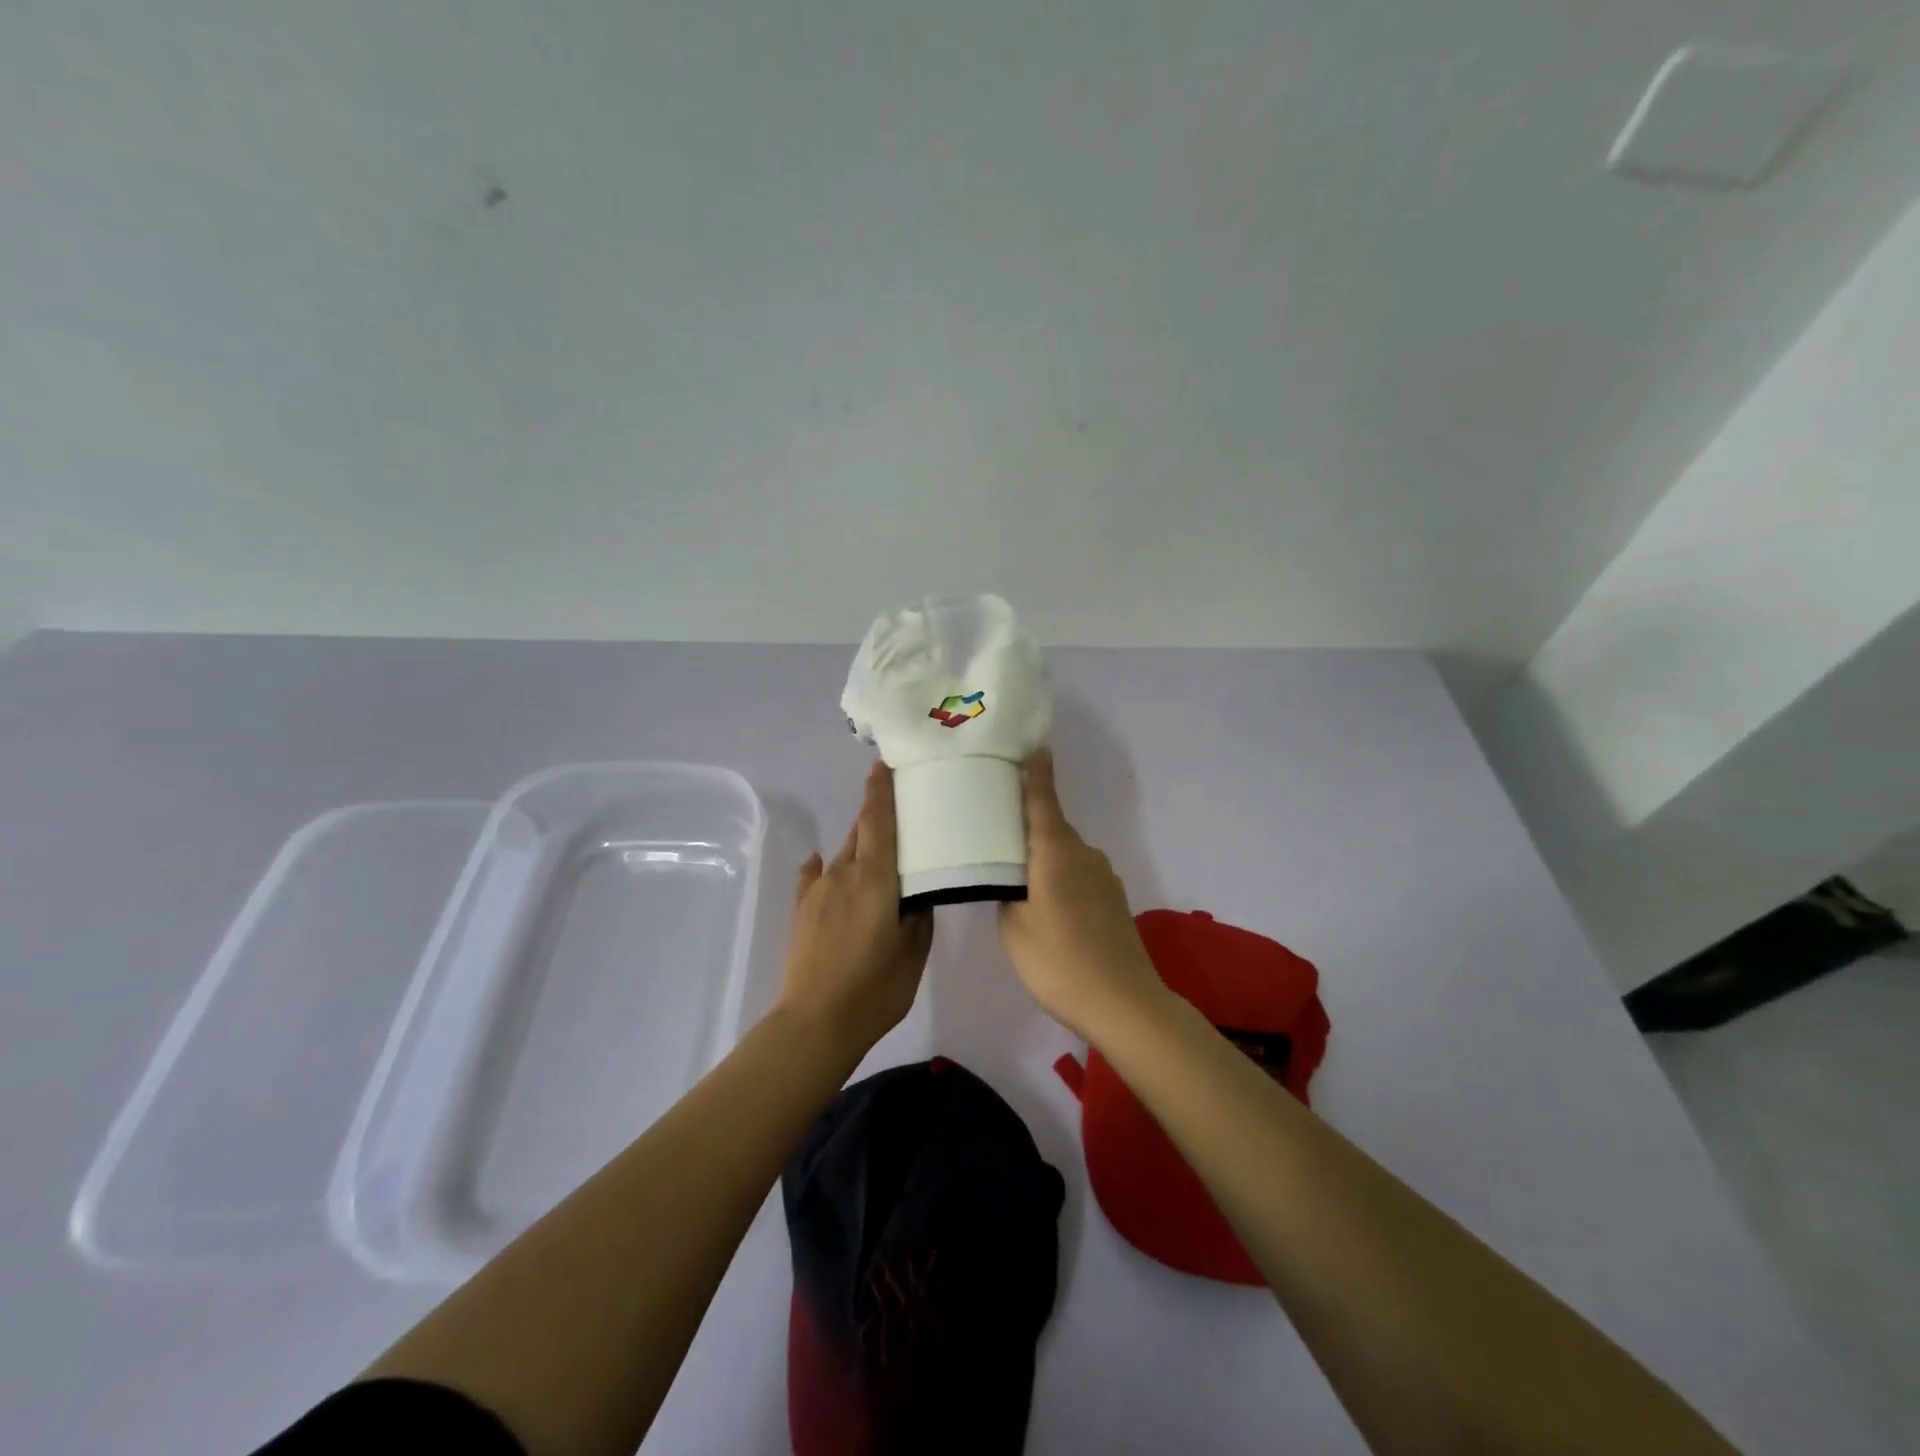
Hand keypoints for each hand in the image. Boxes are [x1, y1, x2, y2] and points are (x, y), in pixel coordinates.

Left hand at [778, 761, 933, 1058]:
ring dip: (859, 845)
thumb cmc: (875, 987)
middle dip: (875, 814)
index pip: (879, 819)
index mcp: (875, 876)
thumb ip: (918, 912)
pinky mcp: (801, 910)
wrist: (815, 1022)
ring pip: (843, 854)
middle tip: (897, 806)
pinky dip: (823, 868)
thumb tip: (916, 891)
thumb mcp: (914, 950)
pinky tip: (822, 866)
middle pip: (861, 831)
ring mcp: (818, 890)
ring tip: (876, 850)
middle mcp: (843, 872)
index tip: (884, 763)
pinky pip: (814, 876)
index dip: (881, 789)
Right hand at [998, 749, 1172, 1042]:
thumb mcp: (1014, 927)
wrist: (1124, 1004)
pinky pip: (1079, 875)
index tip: (1034, 747)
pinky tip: (1050, 909)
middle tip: (997, 831)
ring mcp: (1104, 878)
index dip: (1037, 774)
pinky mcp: (1114, 900)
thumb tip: (1012, 880)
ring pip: (1066, 854)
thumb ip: (1008, 893)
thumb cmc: (1058, 961)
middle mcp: (1083, 854)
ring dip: (1044, 858)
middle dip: (1028, 825)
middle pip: (1052, 828)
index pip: (1043, 801)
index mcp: (1056, 852)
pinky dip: (1061, 879)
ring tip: (1019, 879)